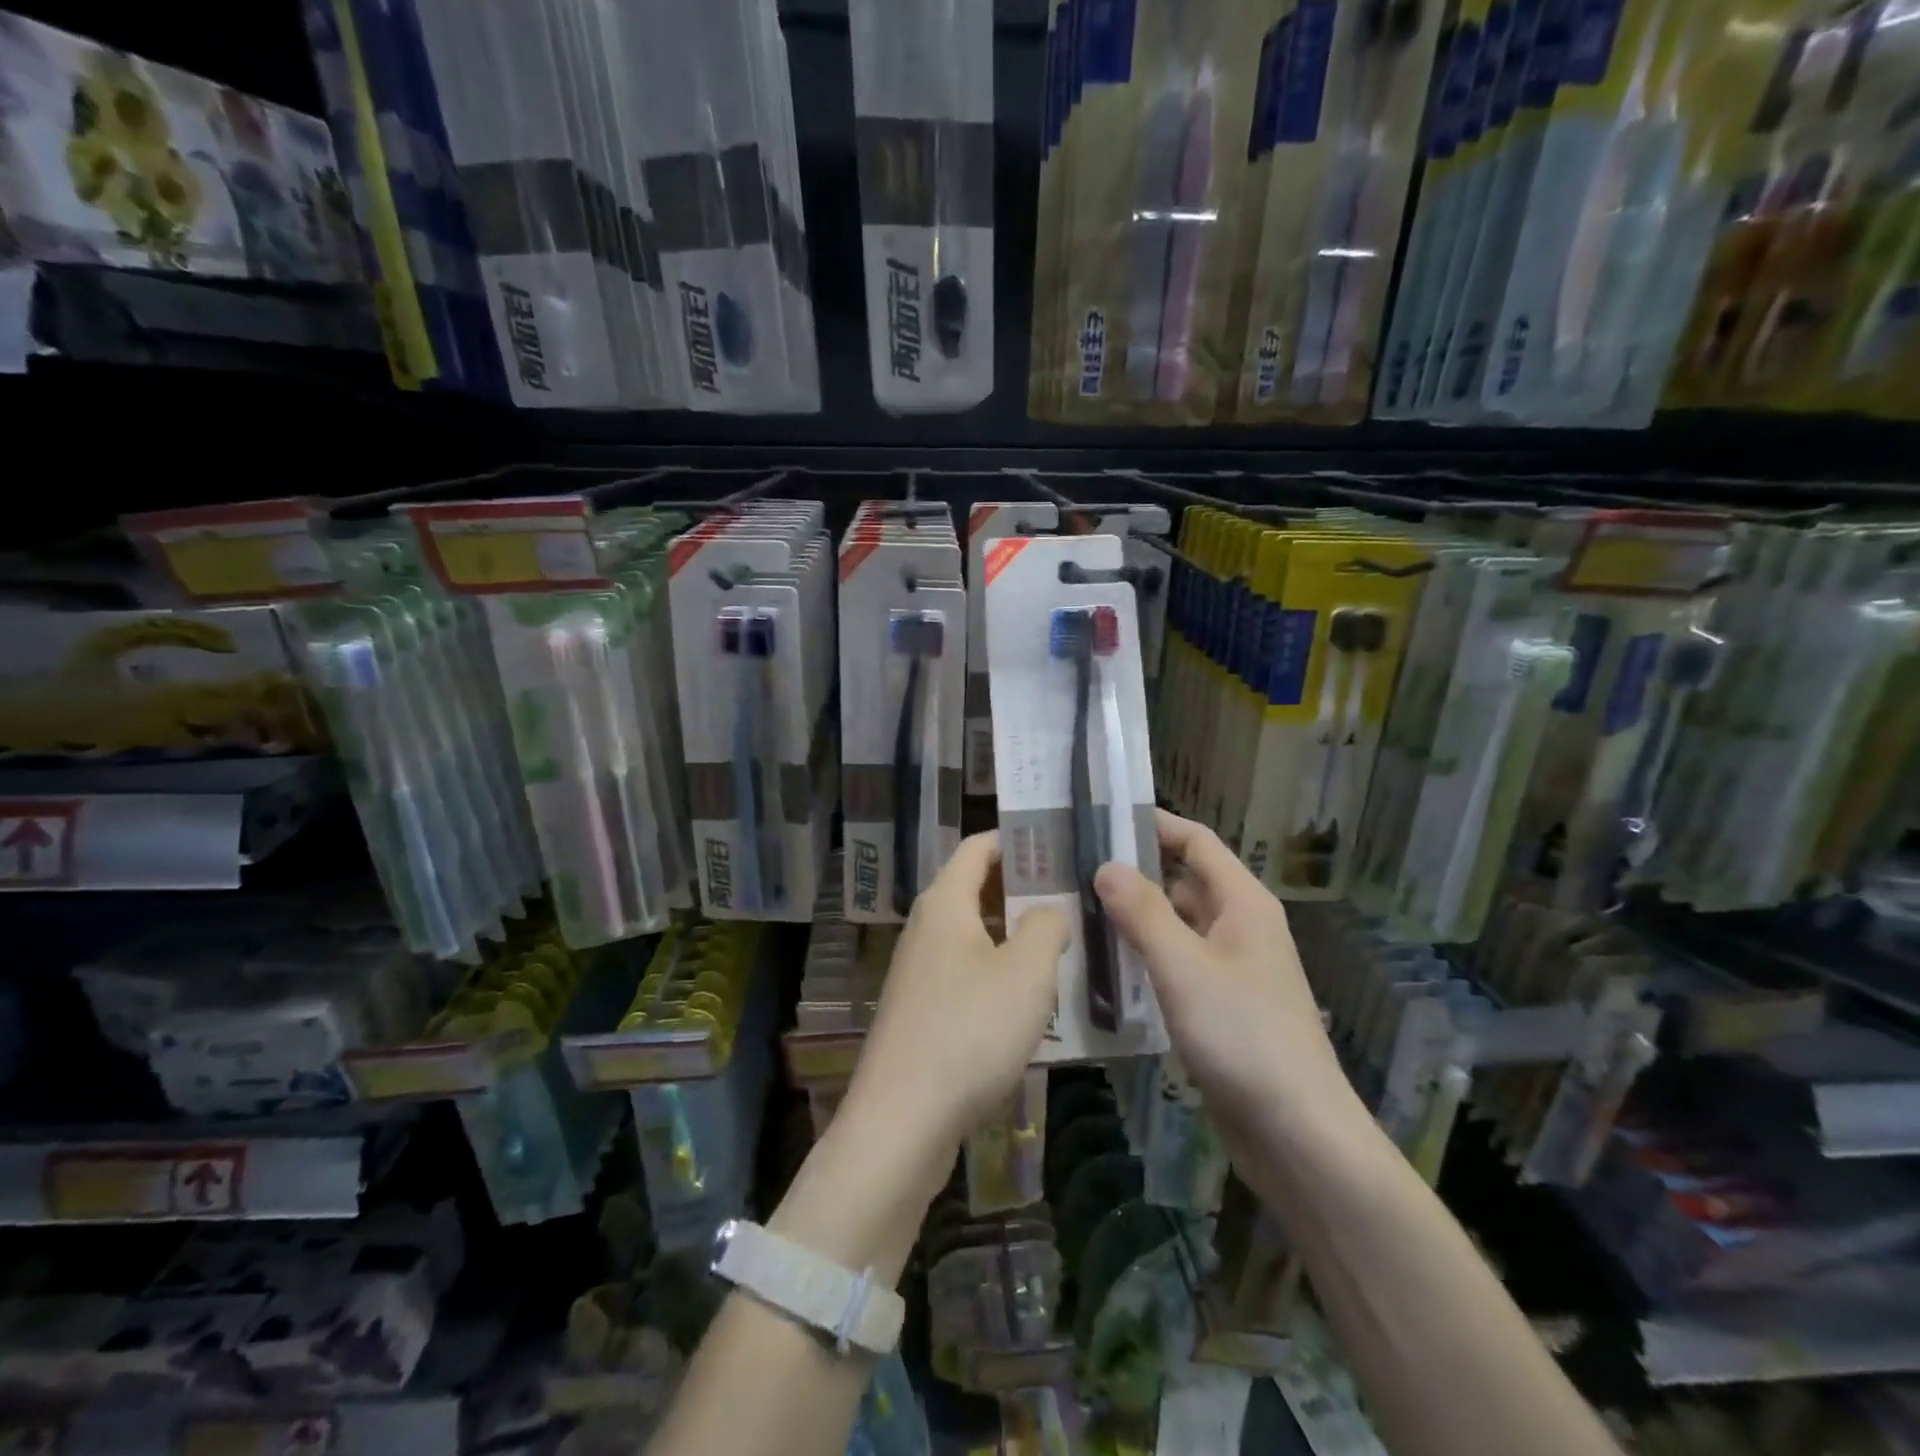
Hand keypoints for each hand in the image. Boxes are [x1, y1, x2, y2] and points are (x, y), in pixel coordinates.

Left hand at [847, 832, 1070, 1169]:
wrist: (901, 1121)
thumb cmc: (969, 1031)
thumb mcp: (1027, 972)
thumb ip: (1047, 926)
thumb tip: (1049, 911)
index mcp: (945, 904)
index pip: (978, 848)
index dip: (1016, 840)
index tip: (1059, 844)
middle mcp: (926, 928)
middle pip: (976, 890)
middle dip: (1023, 890)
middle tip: (1075, 896)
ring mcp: (919, 972)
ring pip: (973, 936)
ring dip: (1014, 936)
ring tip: (1065, 946)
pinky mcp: (921, 1011)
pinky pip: (966, 974)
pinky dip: (998, 974)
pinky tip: (1032, 1001)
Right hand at [1094, 811, 1357, 1143]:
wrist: (1296, 1132)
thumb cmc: (1242, 1035)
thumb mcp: (1183, 966)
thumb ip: (1142, 912)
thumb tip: (1106, 865)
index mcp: (1242, 903)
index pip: (1196, 841)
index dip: (1154, 824)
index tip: (1102, 817)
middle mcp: (1240, 926)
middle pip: (1184, 881)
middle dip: (1135, 873)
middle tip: (1075, 870)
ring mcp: (1232, 968)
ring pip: (1177, 926)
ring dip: (1136, 918)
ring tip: (1078, 912)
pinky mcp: (1221, 1005)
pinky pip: (1178, 964)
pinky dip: (1146, 957)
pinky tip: (1106, 967)